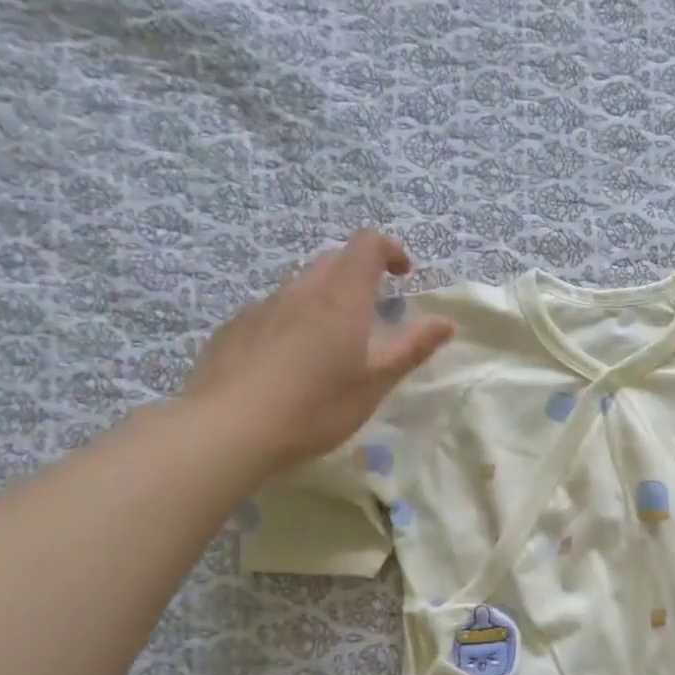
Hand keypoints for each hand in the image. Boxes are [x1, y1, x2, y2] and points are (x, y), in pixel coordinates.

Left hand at [183, 230, 453, 474]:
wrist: (228, 429)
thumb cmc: (316, 406)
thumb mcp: (376, 383)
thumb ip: (412, 348)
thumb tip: (445, 321)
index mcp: (341, 298)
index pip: (366, 245)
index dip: (389, 249)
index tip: (403, 275)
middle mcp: (300, 292)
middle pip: (333, 261)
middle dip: (358, 274)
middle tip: (373, 313)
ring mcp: (261, 308)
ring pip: (300, 287)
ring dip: (324, 300)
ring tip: (331, 345)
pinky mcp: (233, 329)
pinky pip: (271, 312)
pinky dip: (291, 322)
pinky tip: (288, 364)